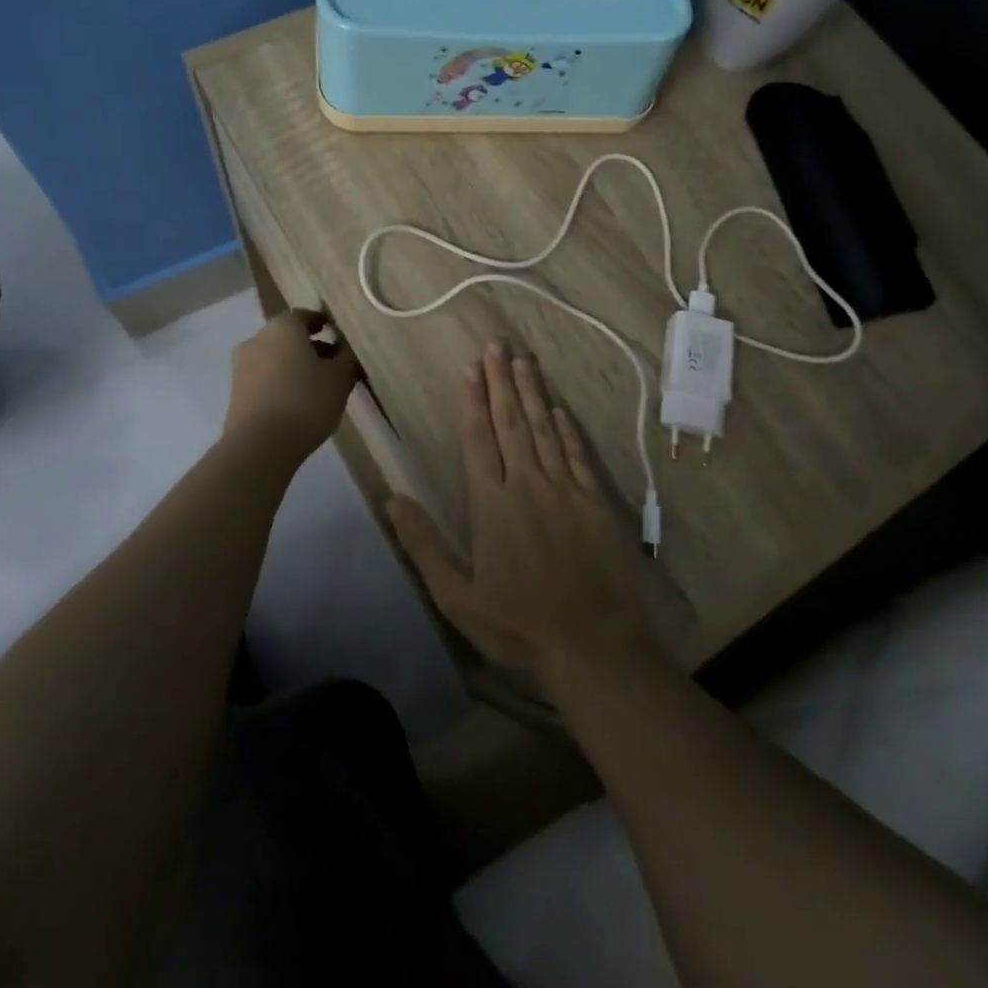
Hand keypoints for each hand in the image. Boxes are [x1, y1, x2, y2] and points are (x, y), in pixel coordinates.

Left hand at [224, 309, 360, 458]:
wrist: (260, 445)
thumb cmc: (306, 401)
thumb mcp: (340, 379)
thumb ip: (347, 359)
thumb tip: (347, 349)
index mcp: (282, 327)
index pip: (305, 315)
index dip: (324, 324)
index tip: (340, 336)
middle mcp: (257, 339)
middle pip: (288, 337)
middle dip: (310, 347)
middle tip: (333, 363)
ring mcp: (241, 366)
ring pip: (274, 358)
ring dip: (294, 366)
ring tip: (318, 386)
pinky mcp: (235, 393)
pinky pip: (264, 379)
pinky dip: (280, 383)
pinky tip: (298, 402)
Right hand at [386, 340, 660, 685]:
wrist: (591, 642)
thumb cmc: (518, 623)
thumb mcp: (457, 595)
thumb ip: (424, 543)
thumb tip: (392, 497)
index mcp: (492, 504)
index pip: (478, 440)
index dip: (473, 402)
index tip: (470, 369)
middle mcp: (528, 484)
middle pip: (511, 423)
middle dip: (501, 382)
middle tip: (496, 345)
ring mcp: (565, 489)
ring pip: (544, 429)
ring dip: (532, 393)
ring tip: (523, 360)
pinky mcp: (596, 501)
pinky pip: (578, 454)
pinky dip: (567, 429)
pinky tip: (559, 409)